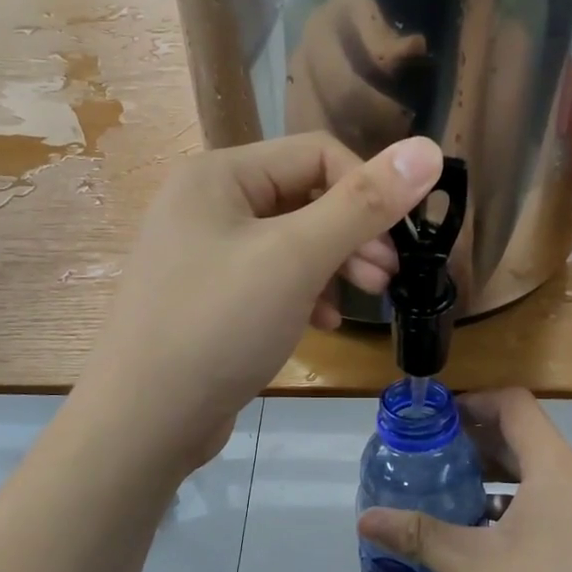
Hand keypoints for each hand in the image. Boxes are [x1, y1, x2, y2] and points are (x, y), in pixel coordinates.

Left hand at [82, 132, 443, 470]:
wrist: (142, 422)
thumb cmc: (219, 326)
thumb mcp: (297, 259)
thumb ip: (364, 204)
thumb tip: (428, 149)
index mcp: (220, 175)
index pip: (317, 154)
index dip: (367, 191)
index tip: (398, 245)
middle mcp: (208, 203)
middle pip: (305, 197)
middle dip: (353, 234)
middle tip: (387, 278)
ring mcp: (204, 252)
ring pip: (291, 241)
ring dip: (335, 265)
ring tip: (365, 300)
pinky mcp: (209, 296)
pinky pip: (271, 277)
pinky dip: (305, 293)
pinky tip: (323, 324)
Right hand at [358, 389, 571, 571]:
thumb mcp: (476, 570)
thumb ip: (421, 535)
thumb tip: (365, 520)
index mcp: (560, 468)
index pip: (514, 405)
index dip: (473, 402)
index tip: (437, 422)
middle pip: (530, 438)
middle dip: (480, 444)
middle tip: (435, 461)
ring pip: (548, 473)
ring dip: (504, 477)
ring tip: (458, 497)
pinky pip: (566, 501)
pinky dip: (529, 503)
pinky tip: (497, 537)